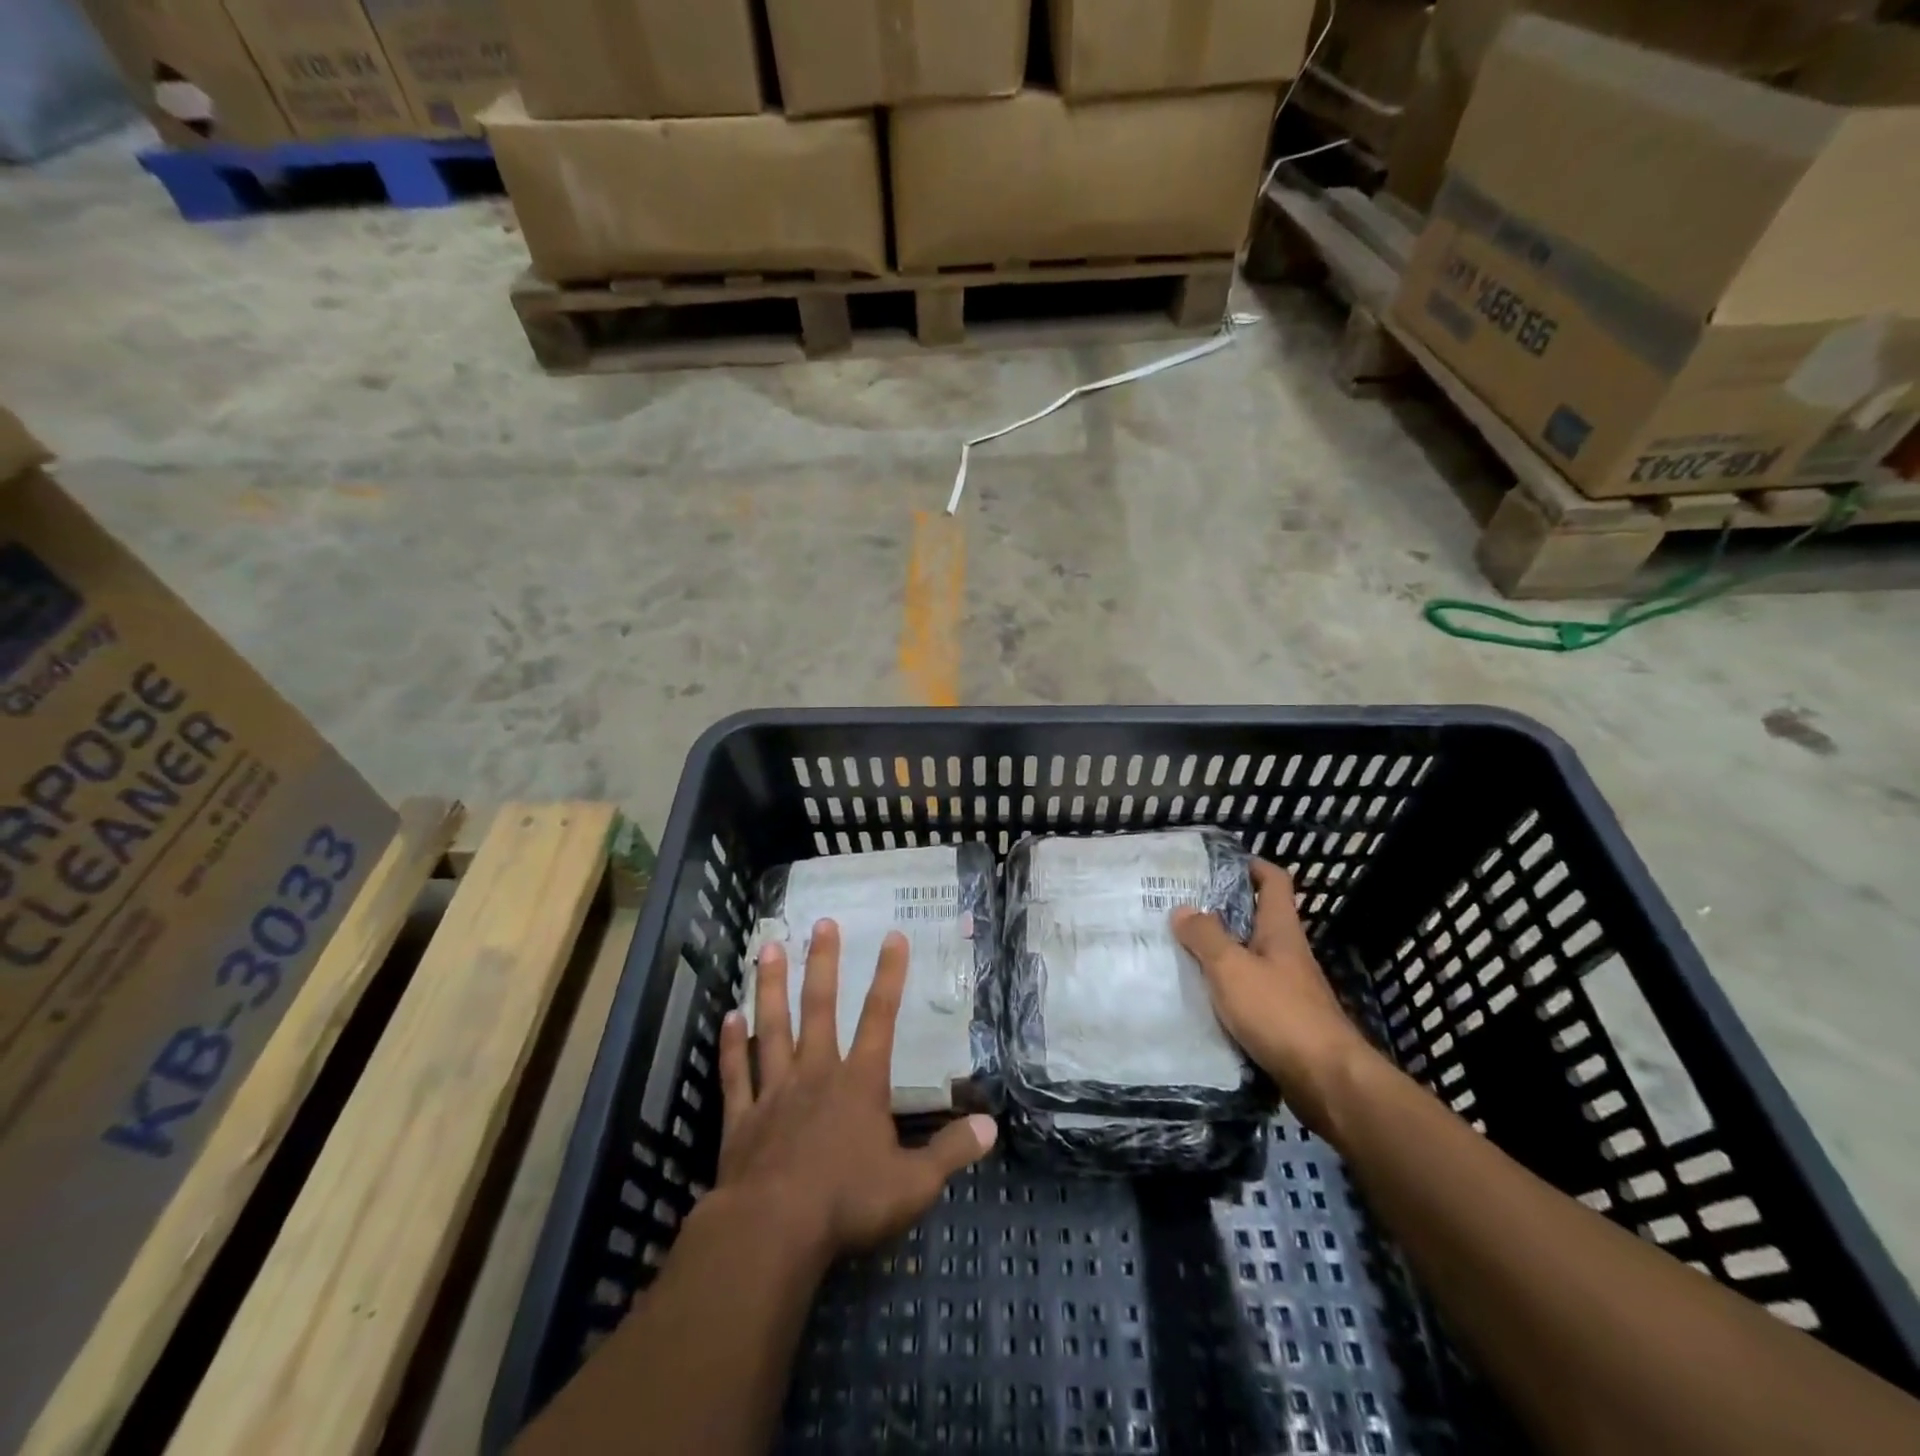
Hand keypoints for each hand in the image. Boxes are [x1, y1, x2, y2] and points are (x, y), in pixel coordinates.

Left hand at [717, 919, 997, 1260]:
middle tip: (821, 923)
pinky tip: (727, 1018)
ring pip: (772, 1027)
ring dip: (770, 987)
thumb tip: (991, 1126)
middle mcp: (816, 1074)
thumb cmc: (848, 1204)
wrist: (772, 1233)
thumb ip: (951, 1152)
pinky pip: (736, 1073)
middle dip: (822, 963)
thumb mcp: (913, 1184)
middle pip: (819, 1008)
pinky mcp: (741, 1118)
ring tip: (767, 947)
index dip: (890, 976)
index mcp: (859, 1083)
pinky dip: (731, 1045)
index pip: (880, 1018)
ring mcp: (774, 1092)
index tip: (893, 936)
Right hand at [1173, 860, 1375, 1133]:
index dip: (1251, 866)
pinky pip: (1249, 992)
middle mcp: (1287, 954)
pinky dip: (1226, 988)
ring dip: (1220, 952)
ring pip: (1250, 957)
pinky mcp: (1284, 1020)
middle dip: (1222, 911)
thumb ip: (1206, 937)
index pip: (1274, 882)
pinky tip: (1199, 996)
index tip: (1218, 863)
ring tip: (1180, 950)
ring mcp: (1288, 988)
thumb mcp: (1232, 969)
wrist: (1327, 1081)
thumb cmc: (1279, 1013)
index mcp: (1281, 931)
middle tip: (1181, 909)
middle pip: (1257, 919)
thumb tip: (1183, 909)